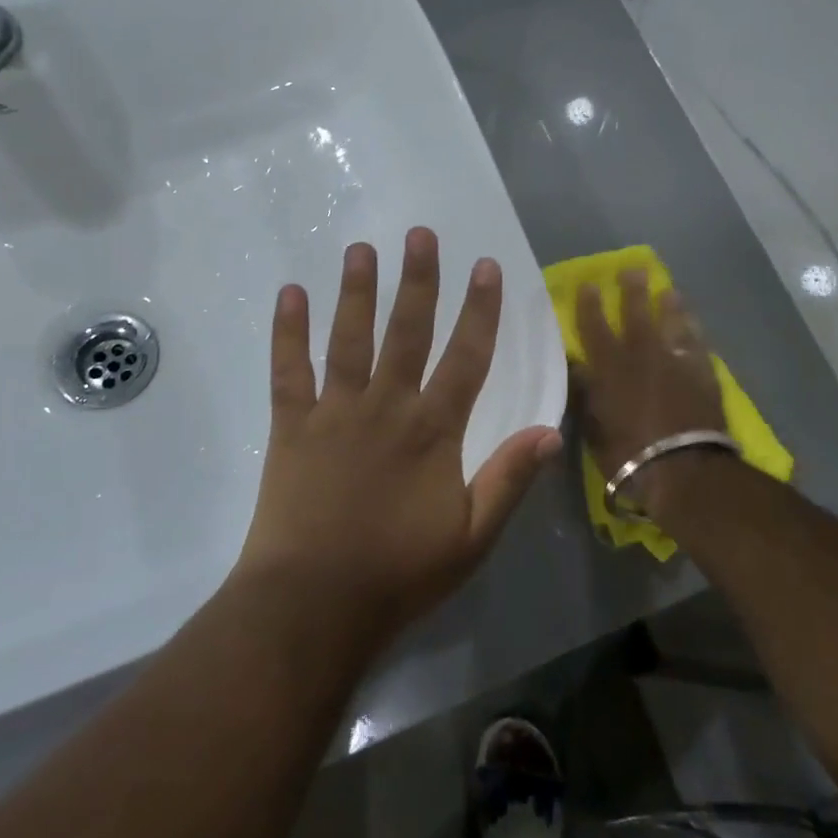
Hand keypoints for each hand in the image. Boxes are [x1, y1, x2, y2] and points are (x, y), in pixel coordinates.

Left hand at [236, 228, 562, 650]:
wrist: (314, 604)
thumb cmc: (399, 574)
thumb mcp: (472, 537)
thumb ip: (509, 479)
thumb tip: (551, 430)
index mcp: (432, 431)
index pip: (466, 358)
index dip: (479, 310)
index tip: (486, 266)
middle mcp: (385, 407)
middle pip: (406, 332)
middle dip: (418, 280)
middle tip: (420, 233)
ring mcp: (334, 412)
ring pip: (348, 339)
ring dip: (356, 291)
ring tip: (361, 248)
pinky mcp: (291, 426)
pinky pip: (288, 370)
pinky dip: (287, 331)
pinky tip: (289, 293)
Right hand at [572, 271, 727, 517]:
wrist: (684, 469)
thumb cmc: (627, 454)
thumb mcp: (593, 427)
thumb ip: (585, 394)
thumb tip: (578, 368)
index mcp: (610, 367)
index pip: (595, 327)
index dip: (590, 305)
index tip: (589, 284)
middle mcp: (643, 356)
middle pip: (637, 314)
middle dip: (633, 290)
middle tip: (634, 269)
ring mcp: (677, 363)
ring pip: (673, 324)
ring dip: (669, 306)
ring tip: (669, 291)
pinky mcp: (704, 375)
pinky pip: (698, 345)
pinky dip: (694, 333)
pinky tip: (694, 325)